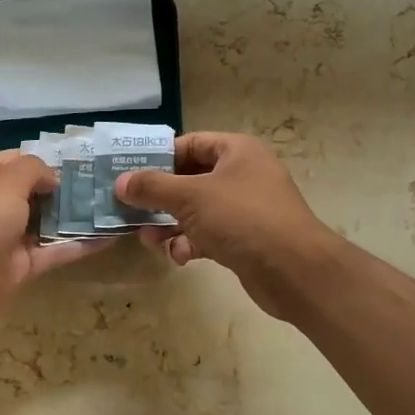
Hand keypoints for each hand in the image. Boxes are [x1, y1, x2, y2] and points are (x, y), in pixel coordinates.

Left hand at [0, 151, 110, 340]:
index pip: (18, 159)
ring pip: (48, 222)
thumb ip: (33, 170)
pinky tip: (111, 237)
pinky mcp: (19, 267)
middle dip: (69, 188)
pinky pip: (54, 251)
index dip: (50, 159)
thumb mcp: (2, 183)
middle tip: (111, 184)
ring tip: (118, 206)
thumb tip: (53, 178)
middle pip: (36, 191)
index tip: (87, 162)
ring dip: (78, 216)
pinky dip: (79, 245)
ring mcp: (5, 236)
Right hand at [115, 132, 340, 320]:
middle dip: (159, 199)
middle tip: (131, 211)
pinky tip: (181, 257)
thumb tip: (121, 182)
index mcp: (236, 151)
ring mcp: (245, 209)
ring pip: (195, 211)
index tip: (130, 174)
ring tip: (150, 240)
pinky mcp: (245, 239)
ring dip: (170, 226)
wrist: (293, 270)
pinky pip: (208, 235)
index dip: (159, 157)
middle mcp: (242, 175)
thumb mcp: (190, 197)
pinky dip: (191, 244)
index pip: (190, 144)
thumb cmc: (242, 218)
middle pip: (189, 180)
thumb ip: (152, 187)